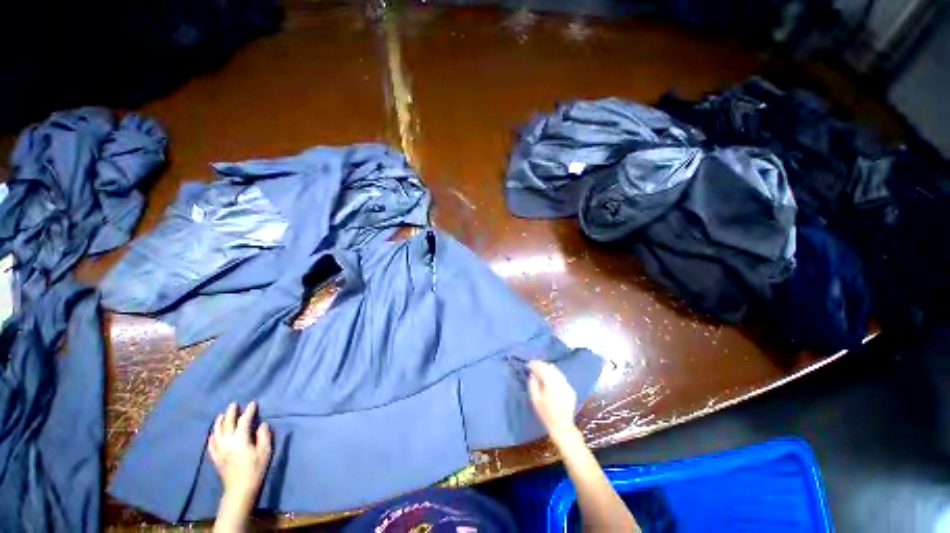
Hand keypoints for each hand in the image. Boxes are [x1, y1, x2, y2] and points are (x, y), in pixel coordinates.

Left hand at [208, 402, 272, 506]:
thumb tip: (262, 425)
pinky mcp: (216, 459)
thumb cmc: (255, 469)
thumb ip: (264, 437)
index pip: (244, 422)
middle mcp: (227, 443)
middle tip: (233, 404)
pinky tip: (212, 434)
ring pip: (217, 433)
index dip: (248, 412)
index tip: (253, 403)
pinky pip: (211, 445)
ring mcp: (219, 451)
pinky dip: (212, 437)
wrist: (240, 490)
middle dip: (231, 413)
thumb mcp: (265, 452)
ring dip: (219, 423)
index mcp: (240, 440)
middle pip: (227, 425)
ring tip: (221, 415)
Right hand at [527, 360, 578, 439]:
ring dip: (548, 368)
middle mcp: (561, 382)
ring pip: (557, 371)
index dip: (535, 365)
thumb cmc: (545, 414)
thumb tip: (532, 374)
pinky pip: (561, 377)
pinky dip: (555, 374)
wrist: (562, 426)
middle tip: (534, 364)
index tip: (529, 364)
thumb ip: (532, 384)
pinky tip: (550, 376)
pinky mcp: (571, 389)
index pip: (543, 369)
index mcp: (551, 384)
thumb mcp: (535, 400)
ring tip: (541, 368)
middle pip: (550, 368)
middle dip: (542, 365)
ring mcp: (567, 385)